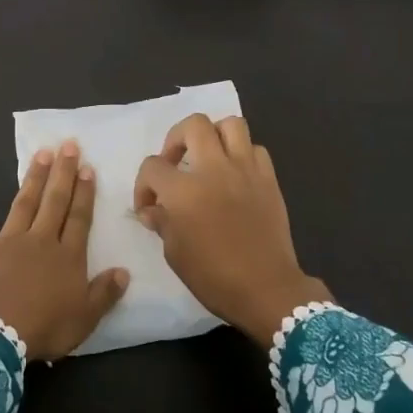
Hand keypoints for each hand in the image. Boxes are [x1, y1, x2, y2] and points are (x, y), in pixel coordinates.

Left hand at [0, 141, 129, 359]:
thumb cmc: (44, 327)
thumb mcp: (85, 317)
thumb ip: (105, 293)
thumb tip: (124, 271)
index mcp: (66, 257)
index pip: (79, 219)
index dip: (84, 193)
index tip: (87, 168)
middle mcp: (39, 241)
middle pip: (54, 202)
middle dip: (62, 173)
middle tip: (68, 145)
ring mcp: (6, 243)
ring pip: (23, 204)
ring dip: (32, 178)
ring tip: (40, 154)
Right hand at [134, 114, 327, 346]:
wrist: (266, 288)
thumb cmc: (213, 276)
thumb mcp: (174, 253)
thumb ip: (161, 222)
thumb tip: (151, 209)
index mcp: (183, 191)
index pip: (153, 166)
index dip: (144, 184)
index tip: (149, 205)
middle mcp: (214, 169)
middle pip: (193, 125)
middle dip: (177, 138)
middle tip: (176, 161)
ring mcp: (245, 170)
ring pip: (231, 124)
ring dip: (214, 135)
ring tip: (208, 156)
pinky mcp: (268, 179)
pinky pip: (255, 149)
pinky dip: (242, 154)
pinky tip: (236, 174)